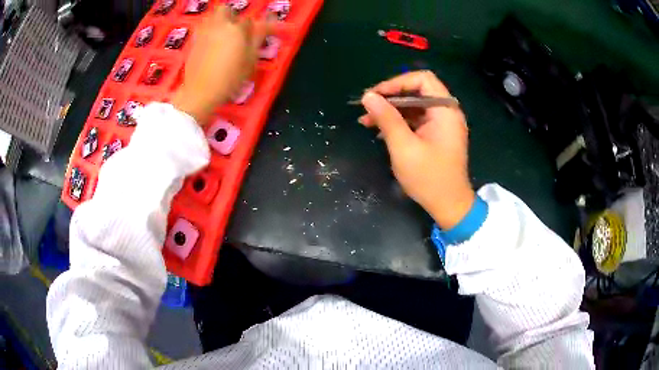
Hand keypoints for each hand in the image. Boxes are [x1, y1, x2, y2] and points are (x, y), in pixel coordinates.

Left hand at [171, 6, 269, 123]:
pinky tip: (211, 40)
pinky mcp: (194, 41)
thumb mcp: (250, 60)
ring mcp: (204, 32)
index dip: (255, 26)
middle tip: (236, 29)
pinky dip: (208, 28)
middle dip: (232, 15)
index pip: (249, 19)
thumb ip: (258, 37)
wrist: (200, 92)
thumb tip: (269, 21)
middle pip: (225, 9)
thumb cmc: (229, 78)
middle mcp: (219, 25)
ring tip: (223, 33)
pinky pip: (202, 27)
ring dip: (219, 19)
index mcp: (236, 29)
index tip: (259, 33)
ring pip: (212, 16)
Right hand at [359, 71, 474, 229]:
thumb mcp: (404, 147)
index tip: (376, 95)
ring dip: (392, 111)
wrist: (449, 206)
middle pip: (417, 91)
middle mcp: (446, 112)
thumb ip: (387, 119)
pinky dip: (399, 122)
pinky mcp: (437, 135)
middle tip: (367, 108)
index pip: (422, 79)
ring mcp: (443, 124)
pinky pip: (417, 120)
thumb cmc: (429, 178)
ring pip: (414, 106)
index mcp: (445, 110)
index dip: (397, 82)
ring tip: (367, 121)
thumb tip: (368, 96)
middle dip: (390, 98)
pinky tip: (381, 131)